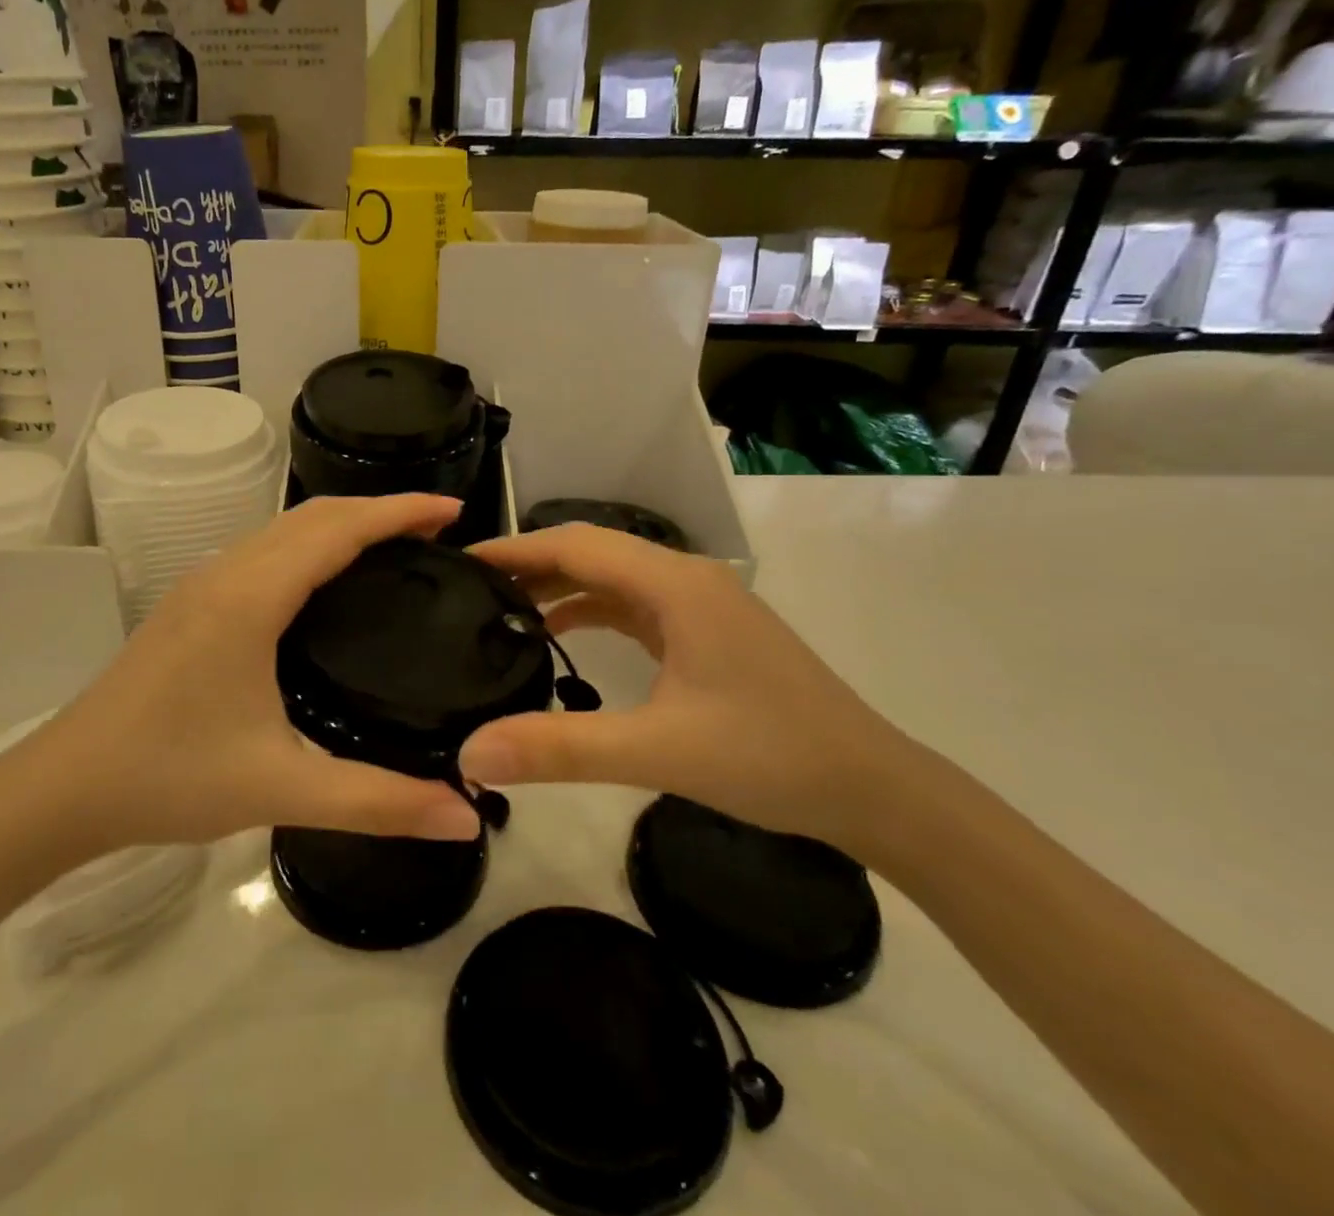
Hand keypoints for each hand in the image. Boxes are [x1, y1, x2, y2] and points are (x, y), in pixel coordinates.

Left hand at [0, 495, 481, 872]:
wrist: (64, 786)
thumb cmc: (170, 778)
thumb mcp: (281, 790)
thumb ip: (378, 802)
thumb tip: (465, 814)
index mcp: (251, 597)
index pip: (339, 529)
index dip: (400, 511)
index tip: (454, 512)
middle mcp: (227, 572)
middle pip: (314, 515)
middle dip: (379, 510)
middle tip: (439, 531)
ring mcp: (203, 583)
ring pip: (285, 528)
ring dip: (343, 523)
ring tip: (395, 546)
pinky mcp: (192, 602)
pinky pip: (265, 549)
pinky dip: (312, 544)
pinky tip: (328, 581)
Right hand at [456, 525, 910, 847]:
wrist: (873, 789)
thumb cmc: (770, 757)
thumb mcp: (658, 752)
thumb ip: (561, 749)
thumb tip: (470, 754)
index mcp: (675, 584)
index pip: (575, 544)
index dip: (514, 549)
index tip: (460, 563)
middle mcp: (686, 579)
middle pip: (591, 552)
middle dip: (530, 564)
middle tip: (469, 588)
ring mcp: (699, 605)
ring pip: (613, 578)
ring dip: (560, 587)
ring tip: (503, 609)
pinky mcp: (706, 632)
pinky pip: (634, 605)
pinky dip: (591, 611)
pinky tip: (563, 636)